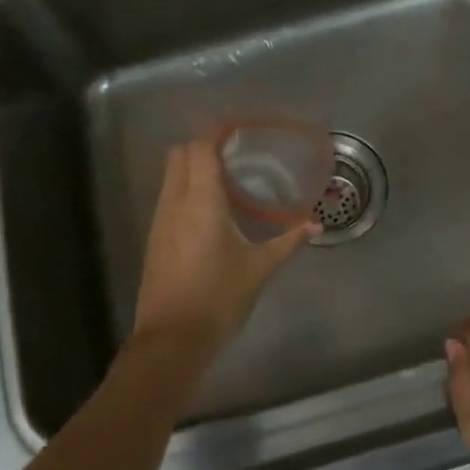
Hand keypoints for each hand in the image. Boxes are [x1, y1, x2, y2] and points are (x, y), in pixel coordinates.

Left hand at [130, 137, 316, 366]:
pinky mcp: (155, 239)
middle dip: (201, 145)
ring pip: (170, 176)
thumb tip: (315, 225)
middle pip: (179, 155)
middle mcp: (175, 203)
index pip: (200, 149)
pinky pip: (168, 198)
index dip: (214, 132)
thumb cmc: (218, 297)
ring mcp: (160, 221)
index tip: (236, 129)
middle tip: (232, 152)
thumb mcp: (259, 269)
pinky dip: (185, 189)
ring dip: (191, 167)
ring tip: (224, 178)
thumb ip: (288, 242)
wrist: (172, 339)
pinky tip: (209, 210)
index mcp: (201, 202)